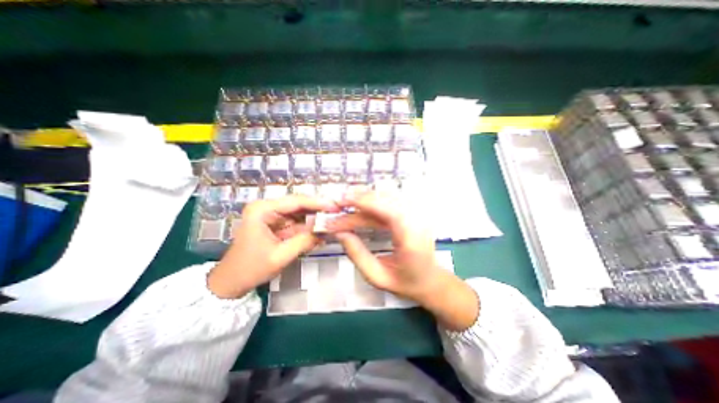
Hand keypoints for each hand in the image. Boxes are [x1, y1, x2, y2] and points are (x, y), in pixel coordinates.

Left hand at [207, 196, 339, 298]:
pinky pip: (297, 222)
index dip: (318, 203)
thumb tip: (328, 231)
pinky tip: (322, 229)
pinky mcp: (277, 224)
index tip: (335, 206)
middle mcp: (267, 207)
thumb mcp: (280, 256)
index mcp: (262, 209)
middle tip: (338, 213)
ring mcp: (272, 215)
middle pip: (299, 204)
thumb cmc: (251, 269)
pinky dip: (310, 226)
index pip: (296, 201)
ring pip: (300, 213)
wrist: (231, 282)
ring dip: (316, 218)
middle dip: (319, 210)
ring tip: (334, 220)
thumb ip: (305, 241)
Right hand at [327, 192, 444, 301]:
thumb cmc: (406, 282)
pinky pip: (389, 201)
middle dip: (359, 199)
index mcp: (411, 238)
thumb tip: (339, 233)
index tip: (341, 201)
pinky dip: (372, 203)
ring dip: (364, 200)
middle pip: (385, 199)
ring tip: (345, 206)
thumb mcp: (377, 276)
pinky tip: (359, 209)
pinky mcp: (412, 212)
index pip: (387, 209)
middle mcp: (417, 220)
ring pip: (386, 197)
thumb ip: (357, 255)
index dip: (363, 201)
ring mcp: (417, 214)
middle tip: (338, 205)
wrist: (430, 280)